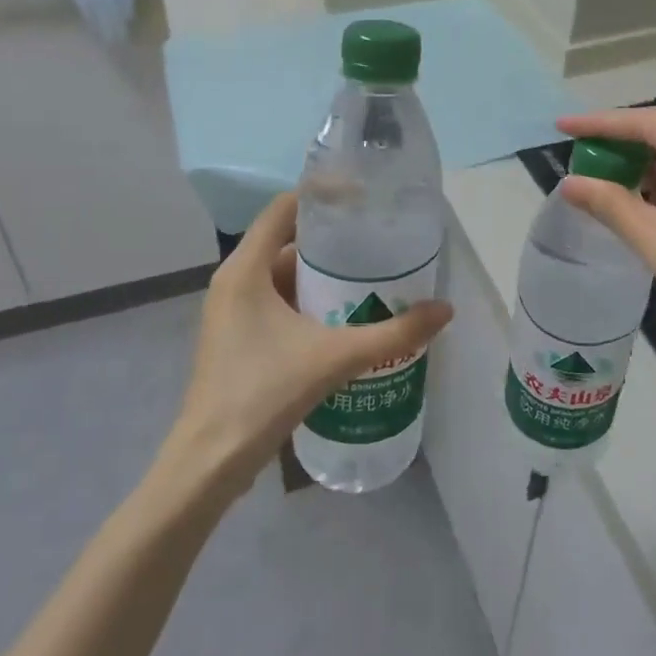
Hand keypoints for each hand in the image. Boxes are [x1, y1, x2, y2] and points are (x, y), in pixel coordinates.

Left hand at [161, 193, 452, 495]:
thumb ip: (393, 333)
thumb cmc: (263, 393)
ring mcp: (233, 310)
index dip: (323, 195)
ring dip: (323, 274)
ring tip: (372, 275)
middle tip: (379, 239)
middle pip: (287, 240)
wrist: (211, 461)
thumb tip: (444, 311)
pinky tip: (345, 315)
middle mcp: (234, 281)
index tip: (365, 197)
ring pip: (283, 274)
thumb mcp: (334, 357)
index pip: (284, 208)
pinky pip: (277, 300)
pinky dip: (309, 300)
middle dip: (333, 239)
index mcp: (245, 269)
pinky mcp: (238, 336)